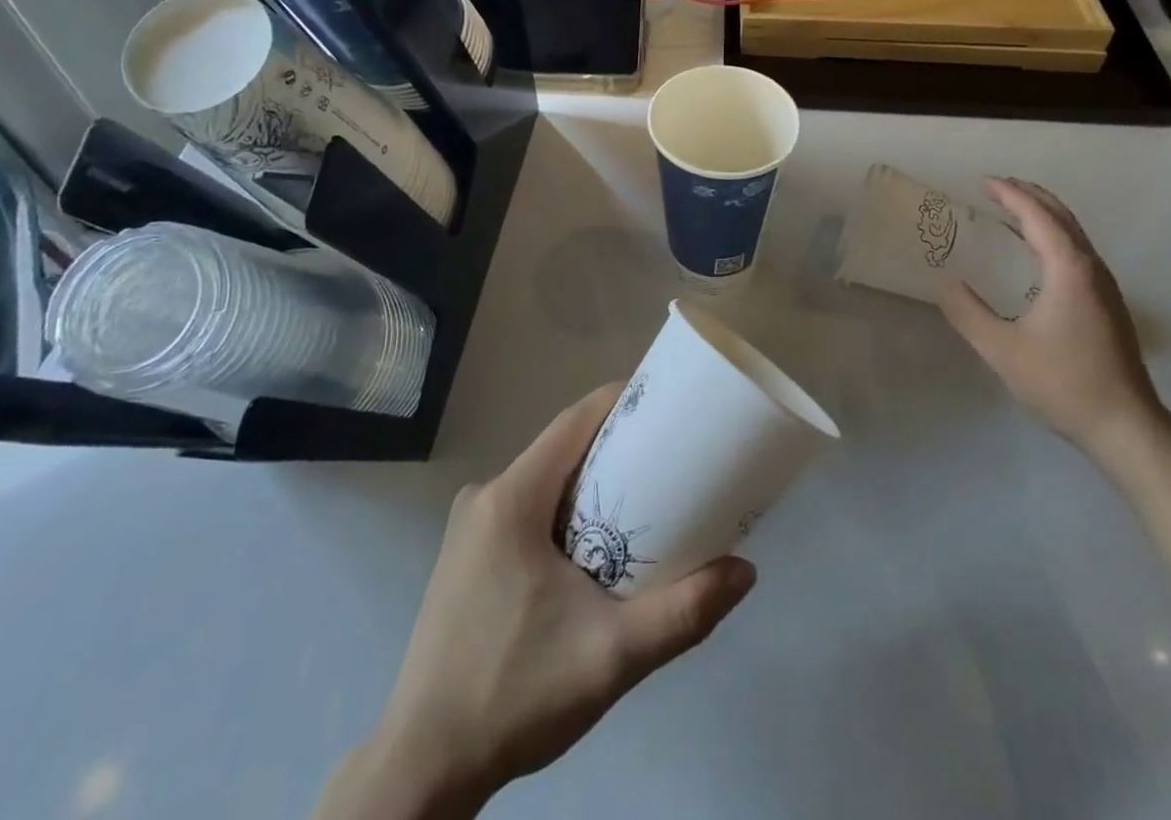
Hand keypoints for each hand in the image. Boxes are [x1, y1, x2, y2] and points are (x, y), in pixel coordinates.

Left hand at [318, 386, 755, 819]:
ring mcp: (470, 526)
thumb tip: (745, 571)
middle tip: (670, 456)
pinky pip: (526, 507)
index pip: (575, 421)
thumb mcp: (610, 656)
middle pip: (562, 447)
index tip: (667, 401)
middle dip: (616, 444)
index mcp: (511, 498)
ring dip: (591, 480)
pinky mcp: (466, 556)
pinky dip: (565, 509)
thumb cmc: (515, 696)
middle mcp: (485, 496)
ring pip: (544, 479)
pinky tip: (593, 545)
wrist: (425, 769)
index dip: (622, 401)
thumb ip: (682, 613)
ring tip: (643, 500)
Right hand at [939, 179, 1163, 462]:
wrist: (1125, 426)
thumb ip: (968, 313)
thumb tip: (945, 283)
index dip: (1010, 195)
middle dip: (1030, 195)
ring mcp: (1105, 286)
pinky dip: (1053, 235)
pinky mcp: (1108, 304)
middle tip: (997, 187)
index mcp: (1068, 269)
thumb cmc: (1062, 382)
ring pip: (1074, 233)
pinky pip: (1077, 251)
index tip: (983, 181)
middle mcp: (1091, 268)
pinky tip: (1037, 253)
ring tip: (1012, 211)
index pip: (1038, 216)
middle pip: (1062, 216)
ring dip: (1043, 214)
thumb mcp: (1002, 350)